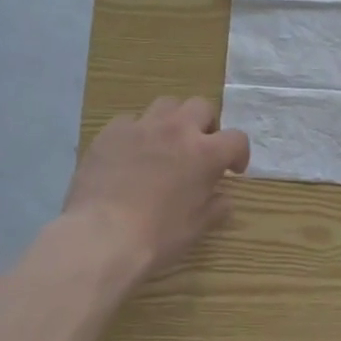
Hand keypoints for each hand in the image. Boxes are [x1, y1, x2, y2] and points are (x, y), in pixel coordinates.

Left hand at [64, 97, 250, 278]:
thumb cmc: (156, 236)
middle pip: (201, 107)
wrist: (101, 236)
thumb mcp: (196, 227)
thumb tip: (223, 199)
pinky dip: (136, 133)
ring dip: (172, 120)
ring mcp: (141, 127)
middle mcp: (176, 130)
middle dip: (205, 125)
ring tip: (164, 144)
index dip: (239, 154)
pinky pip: (129, 121)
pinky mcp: (110, 132)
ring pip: (165, 104)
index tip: (232, 170)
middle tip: (198, 149)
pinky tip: (129, 154)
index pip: (237, 139)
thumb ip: (215, 207)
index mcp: (204, 153)